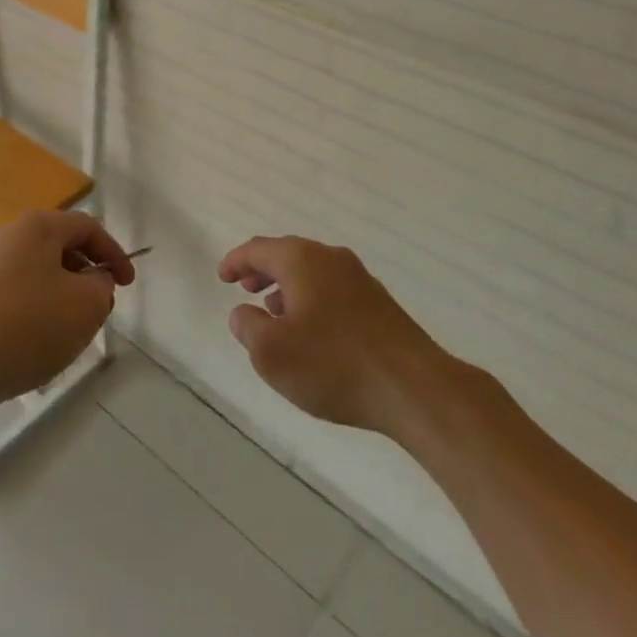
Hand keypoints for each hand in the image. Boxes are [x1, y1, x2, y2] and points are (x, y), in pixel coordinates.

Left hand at [0, 212, 134, 420]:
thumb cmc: (29, 326)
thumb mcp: (86, 306)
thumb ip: (102, 286)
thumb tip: (92, 280)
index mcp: (38, 227)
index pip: (87, 227)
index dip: (114, 253)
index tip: (128, 284)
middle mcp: (9, 236)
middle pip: (60, 247)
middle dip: (87, 275)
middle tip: (99, 308)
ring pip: (38, 273)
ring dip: (61, 295)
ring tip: (69, 331)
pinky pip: (15, 295)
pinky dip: (35, 311)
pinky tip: (35, 343)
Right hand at [220, 236, 451, 438]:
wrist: (414, 387)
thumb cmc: (334, 365)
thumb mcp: (272, 353)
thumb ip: (248, 328)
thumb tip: (243, 313)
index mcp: (301, 260)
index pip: (258, 249)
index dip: (236, 261)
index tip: (222, 277)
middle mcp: (330, 258)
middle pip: (287, 254)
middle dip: (262, 270)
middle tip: (245, 288)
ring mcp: (359, 278)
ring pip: (312, 272)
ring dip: (287, 286)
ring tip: (274, 312)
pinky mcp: (378, 303)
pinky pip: (332, 289)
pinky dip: (311, 299)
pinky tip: (312, 331)